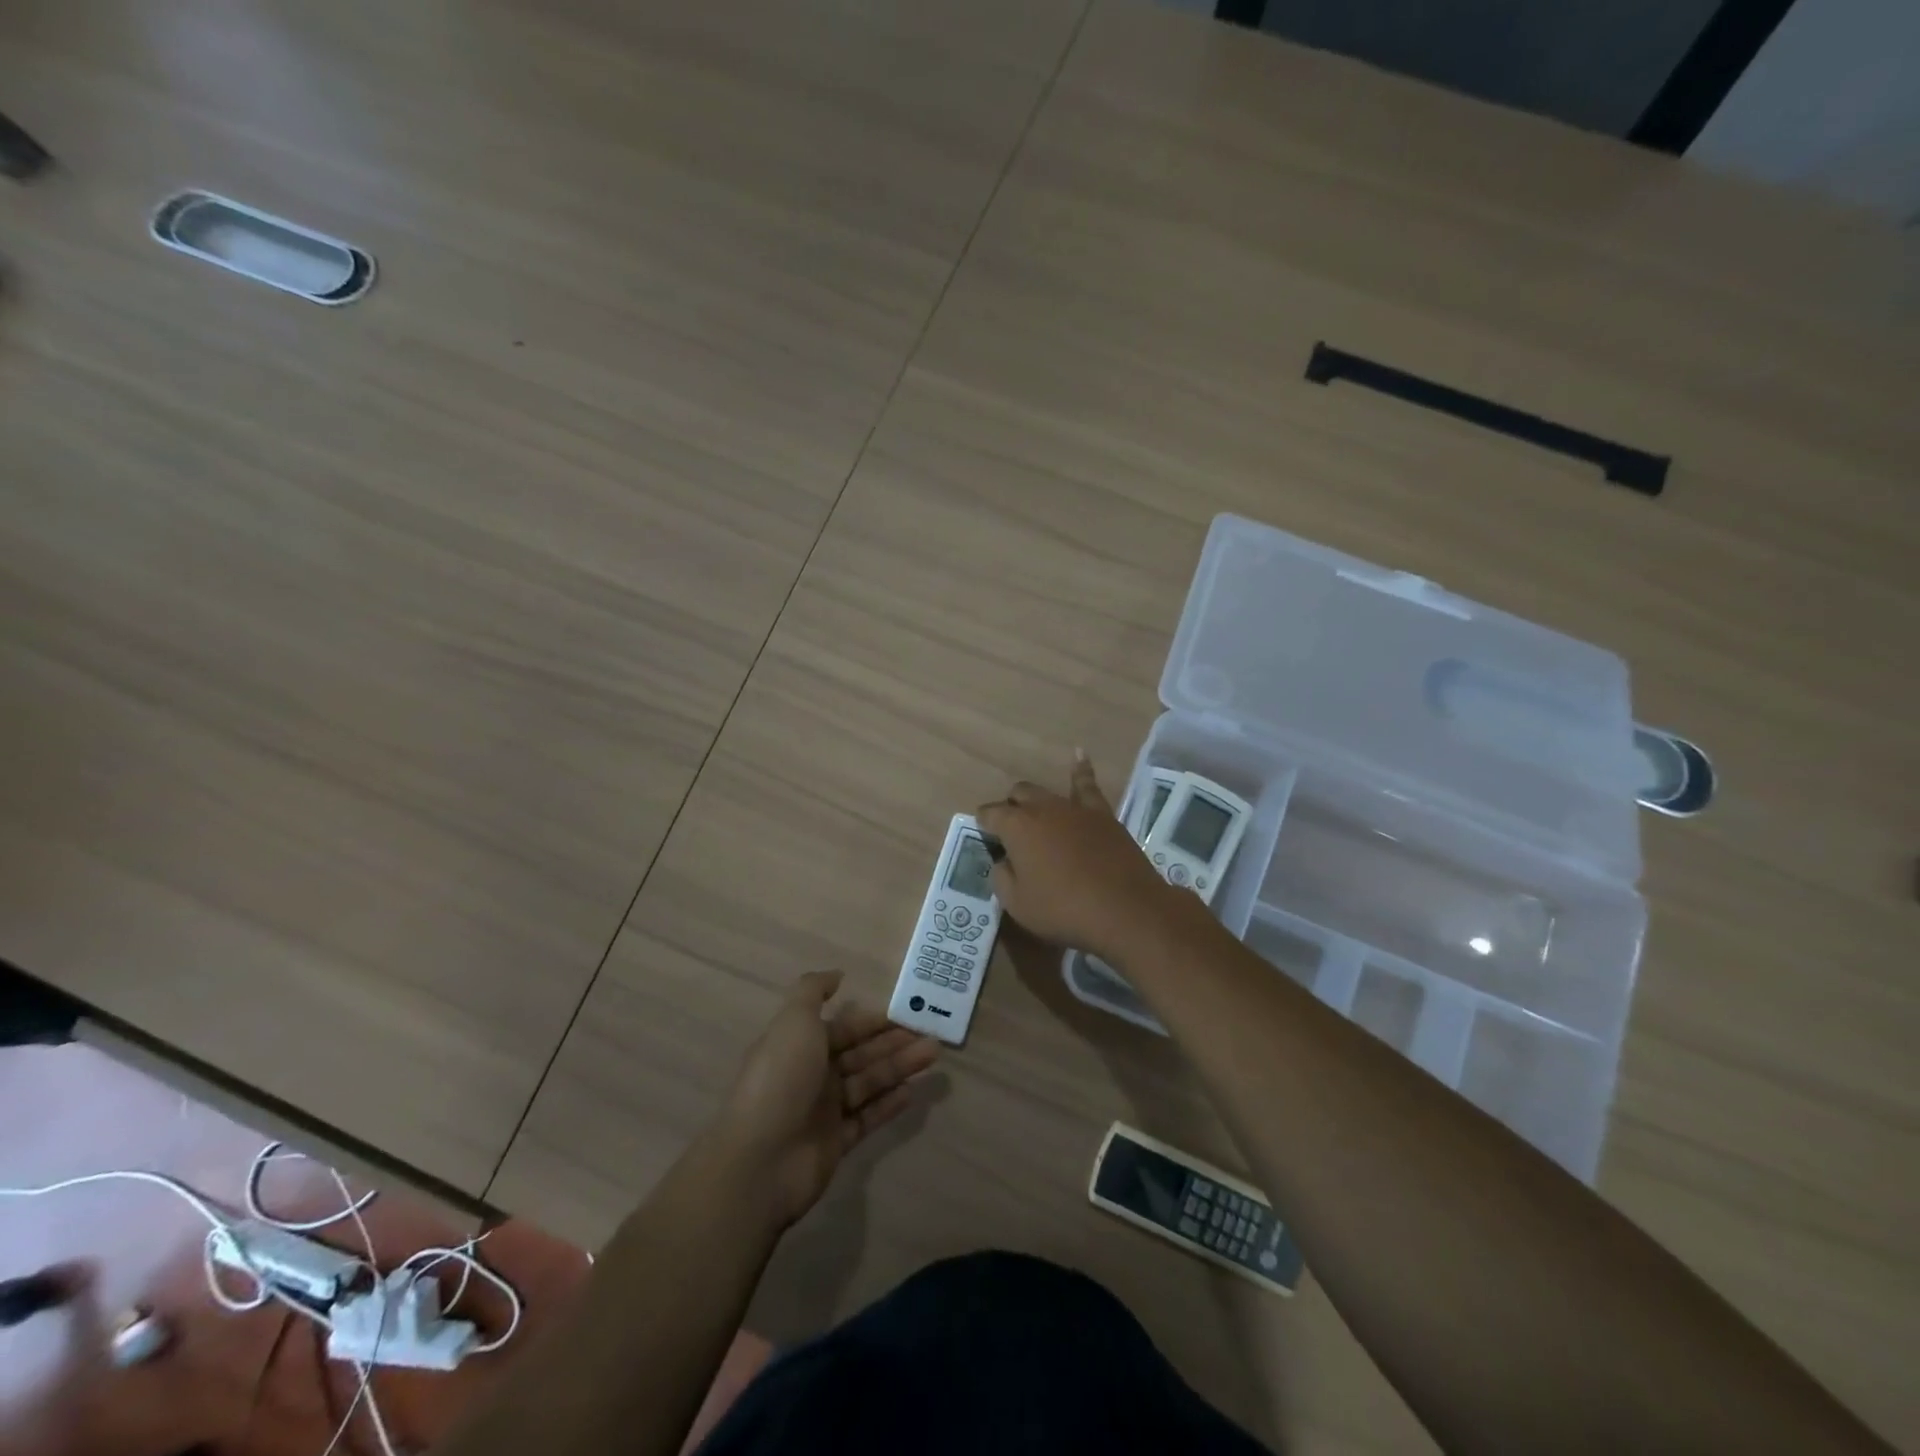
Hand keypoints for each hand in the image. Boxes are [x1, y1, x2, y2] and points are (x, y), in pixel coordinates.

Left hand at [718, 972, 937, 1227]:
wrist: (761, 1160)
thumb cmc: (781, 1080)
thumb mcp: (794, 1021)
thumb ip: (814, 991)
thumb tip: (838, 974)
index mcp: (801, 1045)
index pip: (844, 1027)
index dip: (874, 1020)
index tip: (907, 1013)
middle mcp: (813, 1075)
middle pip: (861, 1053)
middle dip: (894, 1042)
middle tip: (931, 1034)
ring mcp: (825, 1110)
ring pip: (870, 1082)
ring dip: (900, 1067)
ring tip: (933, 1055)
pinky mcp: (837, 1142)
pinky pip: (869, 1117)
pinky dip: (890, 1104)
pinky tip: (913, 1091)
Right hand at [976, 753, 1191, 963]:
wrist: (1124, 908)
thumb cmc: (1063, 909)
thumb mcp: (1017, 904)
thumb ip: (1002, 877)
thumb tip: (1004, 861)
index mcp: (1016, 826)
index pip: (990, 814)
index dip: (984, 824)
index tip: (985, 836)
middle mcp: (1042, 808)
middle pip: (1018, 796)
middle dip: (1010, 808)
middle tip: (1012, 832)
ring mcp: (1074, 808)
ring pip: (1047, 792)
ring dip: (1036, 800)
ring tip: (1033, 808)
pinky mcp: (1102, 814)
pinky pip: (1088, 785)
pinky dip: (1081, 769)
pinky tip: (1079, 754)